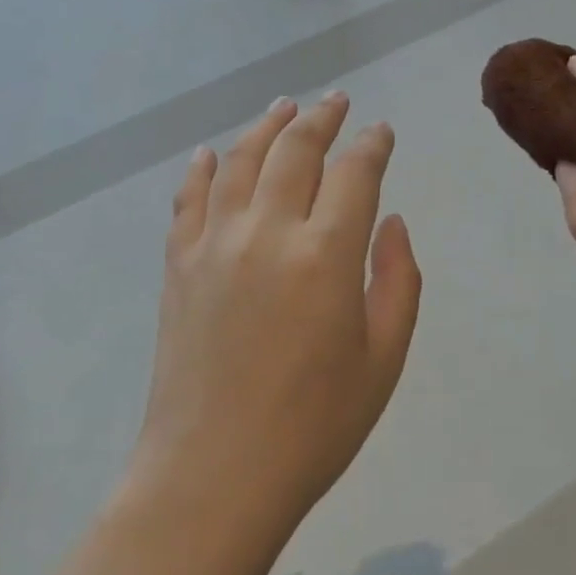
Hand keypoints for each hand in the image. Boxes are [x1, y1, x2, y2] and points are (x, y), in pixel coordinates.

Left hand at [134, 93, 422, 529]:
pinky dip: (203, 168)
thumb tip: (391, 222)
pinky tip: (212, 152)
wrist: (213, 473)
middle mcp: (268, 231)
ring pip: (242, 160)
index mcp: (326, 255)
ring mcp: (215, 242)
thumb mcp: (382, 361)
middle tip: (336, 101)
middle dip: (322, 118)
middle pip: (296, 150)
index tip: (381, 131)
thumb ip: (397, 281)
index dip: (372, 145)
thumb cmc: (313, 427)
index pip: (355, 173)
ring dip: (267, 127)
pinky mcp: (178, 263)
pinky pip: (190, 198)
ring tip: (284, 107)